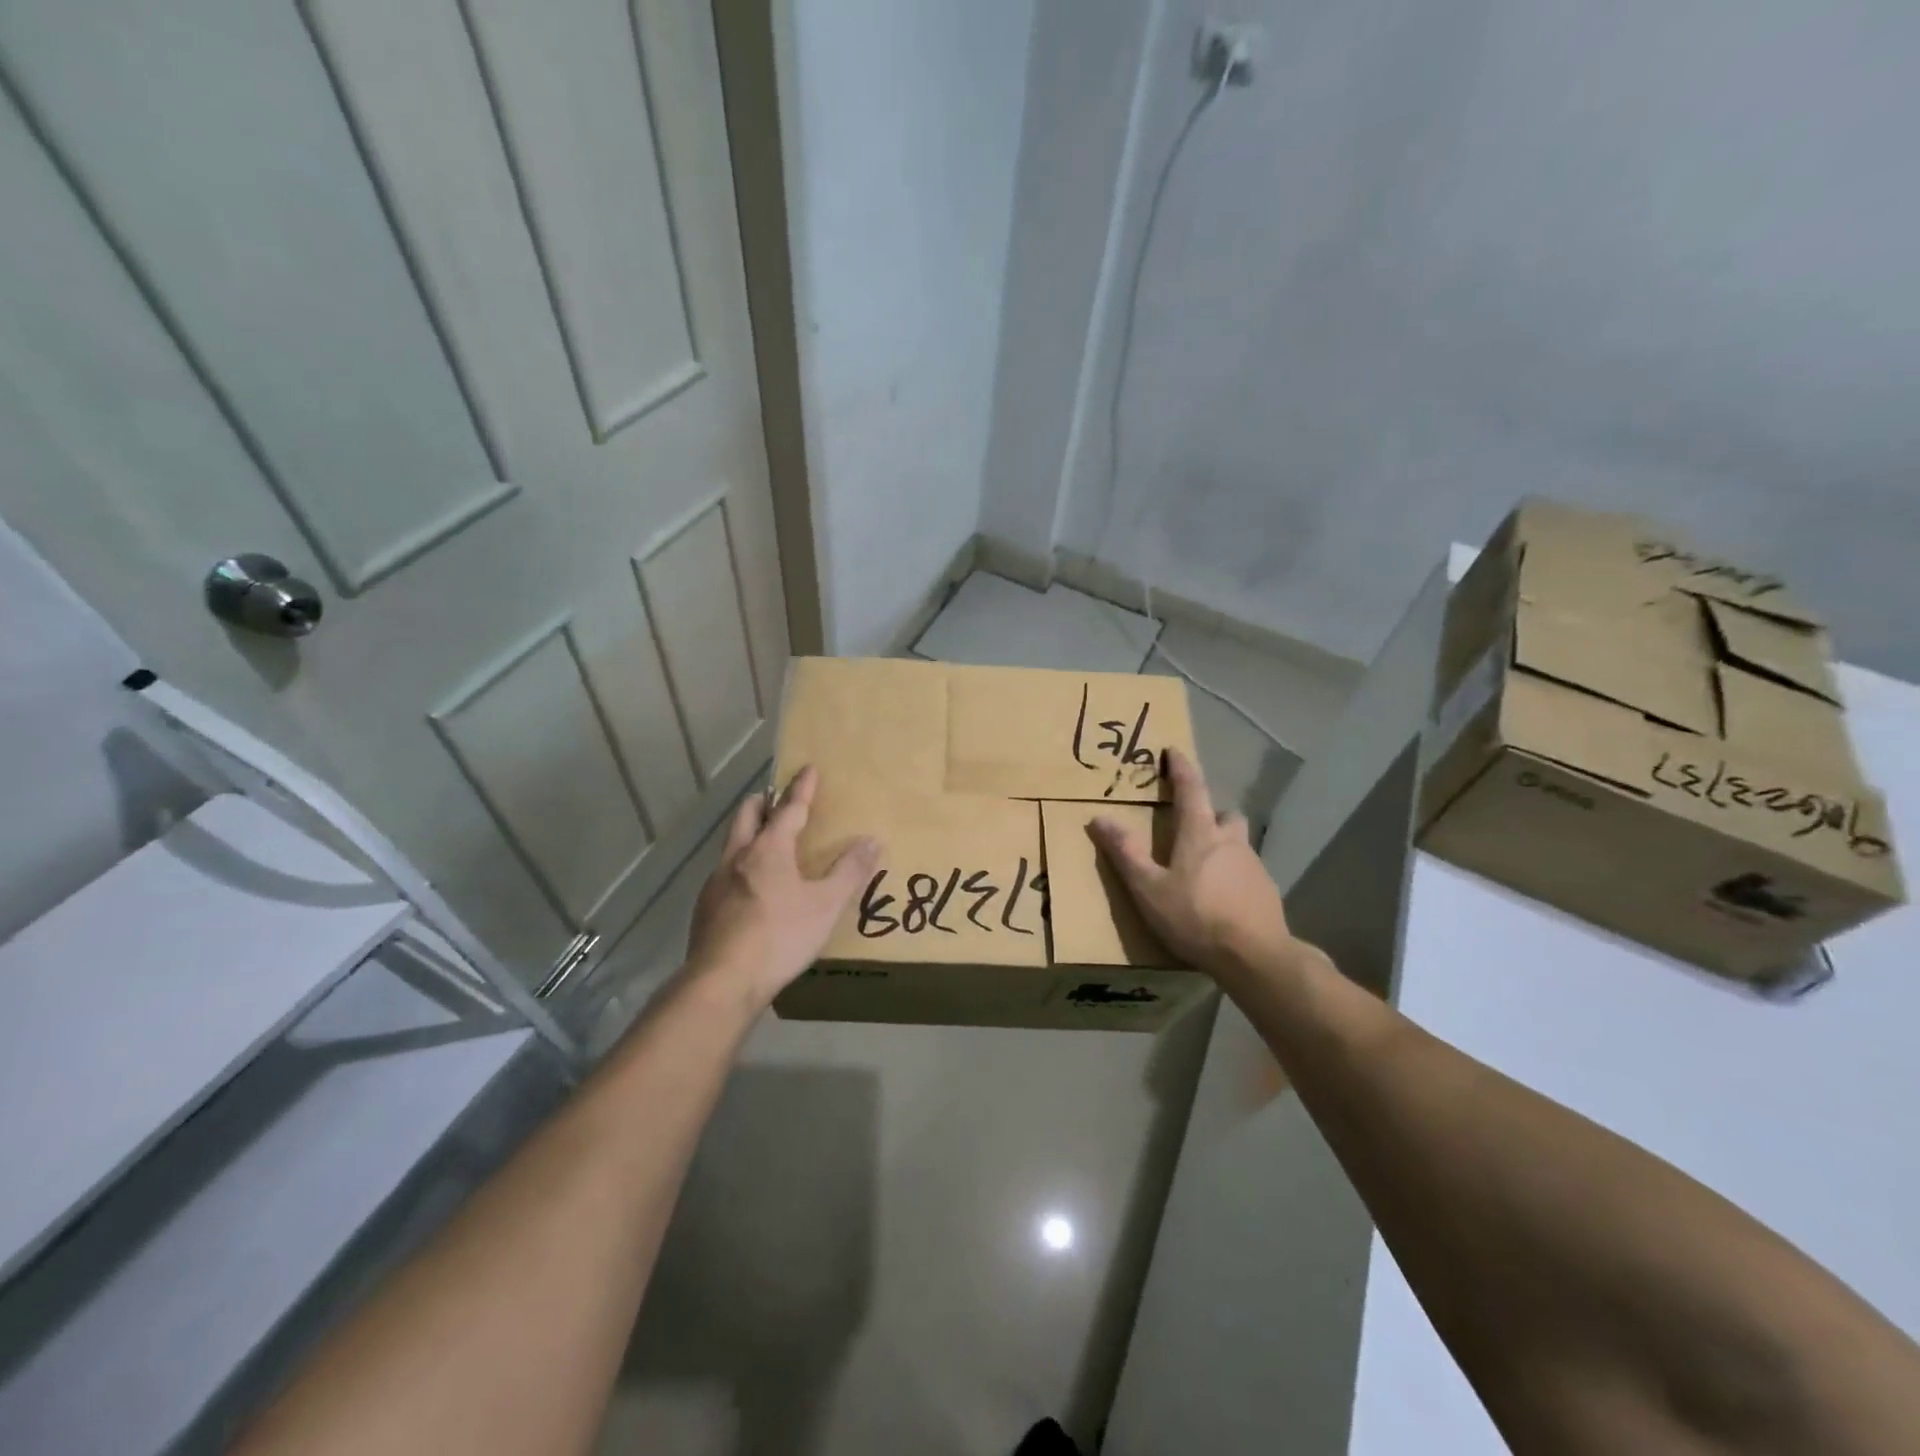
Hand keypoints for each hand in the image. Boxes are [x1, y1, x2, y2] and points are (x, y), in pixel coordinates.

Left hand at [686, 766, 880, 1009]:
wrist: (722, 982)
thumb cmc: (780, 937)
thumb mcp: (826, 906)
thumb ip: (850, 872)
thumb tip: (872, 840)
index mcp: (769, 850)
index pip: (789, 808)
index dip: (801, 788)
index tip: (808, 768)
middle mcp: (738, 857)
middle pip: (747, 814)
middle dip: (763, 801)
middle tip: (778, 799)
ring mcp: (716, 882)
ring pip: (732, 843)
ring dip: (749, 833)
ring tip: (767, 844)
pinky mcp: (705, 907)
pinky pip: (724, 873)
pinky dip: (741, 866)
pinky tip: (750, 889)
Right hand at [1091, 748, 1294, 973]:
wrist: (1255, 957)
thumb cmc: (1195, 917)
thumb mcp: (1148, 888)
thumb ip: (1125, 853)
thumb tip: (1099, 817)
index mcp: (1200, 834)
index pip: (1191, 789)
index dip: (1181, 768)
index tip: (1173, 751)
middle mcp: (1231, 841)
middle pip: (1224, 815)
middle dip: (1210, 814)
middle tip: (1192, 827)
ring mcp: (1254, 866)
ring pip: (1238, 843)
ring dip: (1223, 845)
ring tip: (1204, 869)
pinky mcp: (1267, 891)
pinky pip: (1247, 872)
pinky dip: (1234, 875)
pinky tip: (1223, 899)